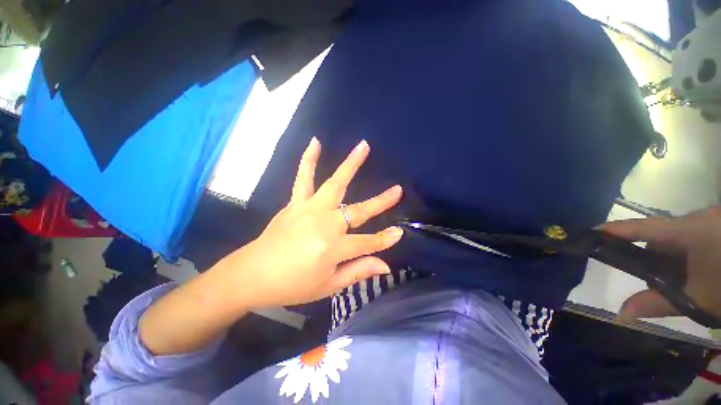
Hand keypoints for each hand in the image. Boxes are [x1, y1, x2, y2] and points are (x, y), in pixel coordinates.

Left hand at [222, 137, 403, 309]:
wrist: (252, 274)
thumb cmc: (292, 285)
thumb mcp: (328, 286)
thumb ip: (358, 271)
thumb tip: (386, 265)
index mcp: (333, 248)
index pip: (367, 242)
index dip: (384, 239)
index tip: (399, 232)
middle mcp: (325, 224)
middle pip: (358, 210)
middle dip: (381, 202)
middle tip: (397, 190)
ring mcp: (309, 209)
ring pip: (335, 183)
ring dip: (351, 164)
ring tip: (363, 146)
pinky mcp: (295, 203)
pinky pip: (302, 178)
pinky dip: (308, 159)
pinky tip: (315, 142)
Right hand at [601, 207, 720, 321]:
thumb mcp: (697, 299)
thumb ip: (658, 303)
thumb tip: (620, 313)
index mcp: (689, 229)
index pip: (641, 227)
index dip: (614, 230)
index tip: (589, 232)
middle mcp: (696, 219)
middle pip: (660, 234)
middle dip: (651, 255)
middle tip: (653, 278)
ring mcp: (710, 222)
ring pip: (677, 237)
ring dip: (671, 257)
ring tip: (682, 280)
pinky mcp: (719, 228)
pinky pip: (693, 238)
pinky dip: (686, 255)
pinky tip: (697, 272)